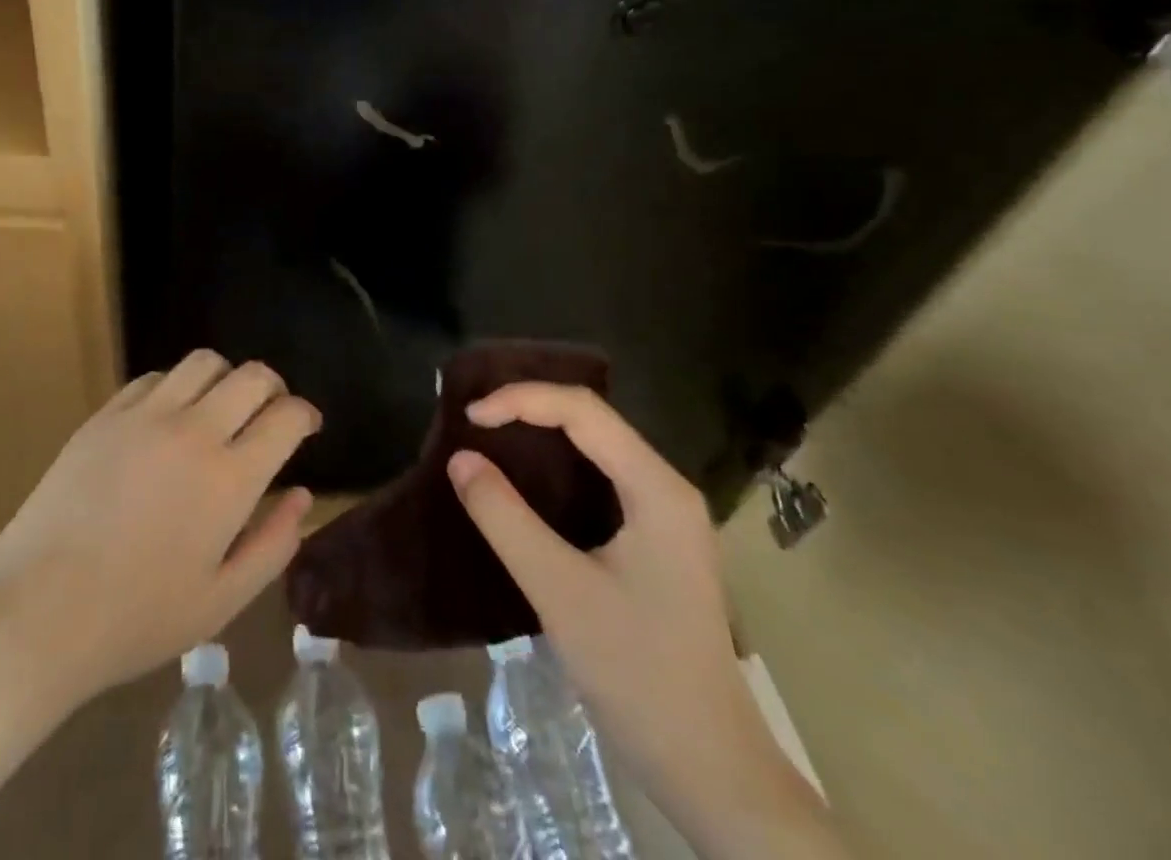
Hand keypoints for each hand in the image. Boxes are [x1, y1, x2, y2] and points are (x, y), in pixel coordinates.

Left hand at [0, 350, 318, 706]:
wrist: (36, 612)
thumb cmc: (136, 618)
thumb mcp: (221, 601)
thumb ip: (273, 545)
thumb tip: (302, 495)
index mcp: (229, 478)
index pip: (286, 417)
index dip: (305, 415)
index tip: (306, 427)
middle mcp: (194, 431)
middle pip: (253, 376)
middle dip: (274, 388)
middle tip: (271, 413)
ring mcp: (145, 415)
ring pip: (204, 363)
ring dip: (226, 379)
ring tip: (221, 410)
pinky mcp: (106, 415)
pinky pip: (155, 377)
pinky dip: (176, 387)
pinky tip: (169, 420)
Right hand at [449, 383, 840, 859]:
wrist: (711, 769)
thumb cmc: (638, 674)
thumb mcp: (559, 591)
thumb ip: (504, 518)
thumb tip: (460, 459)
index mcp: (656, 487)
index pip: (582, 410)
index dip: (521, 400)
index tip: (469, 419)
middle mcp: (666, 486)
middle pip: (592, 419)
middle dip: (529, 408)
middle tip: (474, 419)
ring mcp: (665, 513)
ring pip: (596, 446)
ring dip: (542, 434)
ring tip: (489, 435)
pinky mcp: (656, 539)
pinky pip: (600, 477)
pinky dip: (557, 467)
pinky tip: (526, 480)